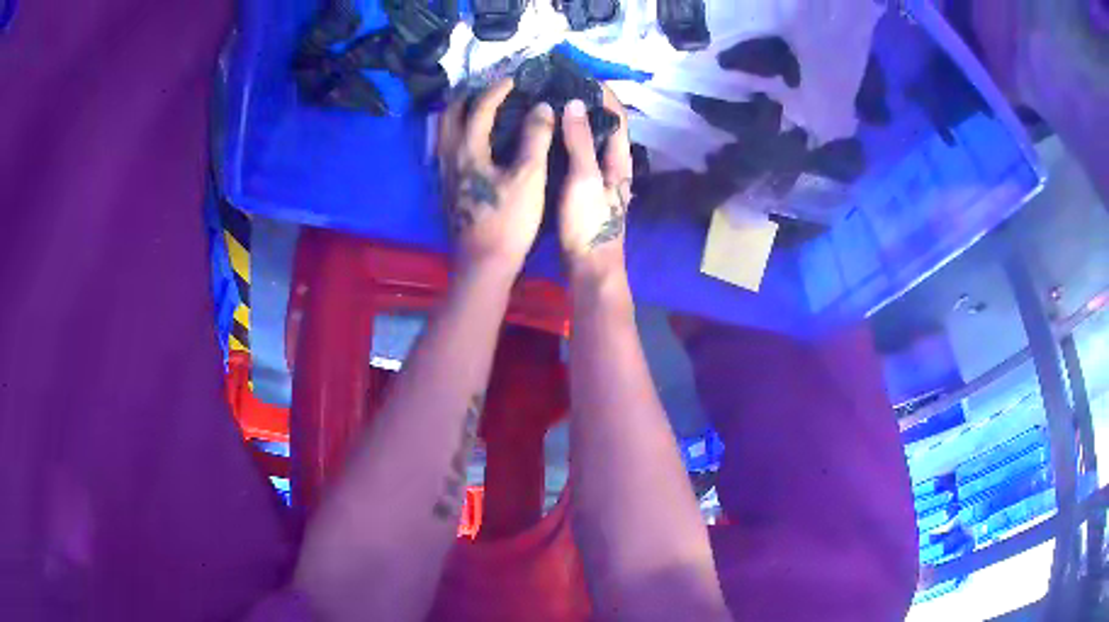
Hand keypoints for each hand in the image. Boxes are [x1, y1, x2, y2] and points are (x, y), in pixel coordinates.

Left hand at [437, 78, 555, 278]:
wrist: (483, 263)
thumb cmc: (508, 220)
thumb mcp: (529, 176)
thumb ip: (535, 137)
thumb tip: (542, 107)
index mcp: (468, 149)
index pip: (480, 107)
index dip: (499, 89)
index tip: (517, 79)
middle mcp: (449, 156)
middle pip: (450, 114)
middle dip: (469, 96)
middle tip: (491, 90)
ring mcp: (445, 174)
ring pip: (444, 132)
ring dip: (460, 114)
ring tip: (481, 109)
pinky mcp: (447, 189)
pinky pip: (447, 149)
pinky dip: (459, 134)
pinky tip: (474, 142)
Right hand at [557, 86, 632, 283]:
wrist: (589, 266)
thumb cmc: (590, 222)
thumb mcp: (585, 178)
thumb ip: (580, 141)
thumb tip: (575, 103)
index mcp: (619, 158)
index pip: (616, 115)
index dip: (601, 92)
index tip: (579, 74)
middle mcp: (612, 163)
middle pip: (602, 124)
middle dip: (584, 103)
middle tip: (557, 86)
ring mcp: (598, 176)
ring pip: (587, 139)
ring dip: (572, 120)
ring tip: (548, 103)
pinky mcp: (583, 188)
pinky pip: (574, 154)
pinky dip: (563, 140)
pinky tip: (544, 135)